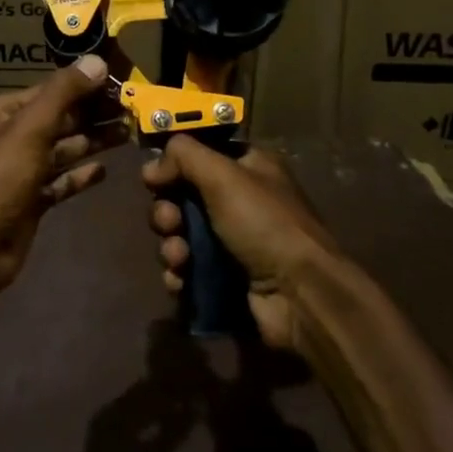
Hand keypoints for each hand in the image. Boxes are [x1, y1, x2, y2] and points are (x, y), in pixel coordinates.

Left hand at [0, 55, 123, 298]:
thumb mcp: (30, 128)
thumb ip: (63, 93)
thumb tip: (96, 61)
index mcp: (1, 113)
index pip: (49, 91)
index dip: (84, 85)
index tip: (120, 82)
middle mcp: (9, 138)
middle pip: (58, 119)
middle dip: (93, 114)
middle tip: (132, 109)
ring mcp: (19, 172)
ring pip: (62, 150)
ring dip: (92, 141)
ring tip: (129, 133)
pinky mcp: (30, 201)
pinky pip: (59, 182)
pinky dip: (80, 175)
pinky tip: (105, 171)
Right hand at [142, 138, 336, 349]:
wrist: (299, 295)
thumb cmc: (264, 224)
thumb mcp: (223, 175)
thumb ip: (184, 156)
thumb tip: (153, 165)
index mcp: (249, 167)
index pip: (200, 155)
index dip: (174, 166)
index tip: (154, 179)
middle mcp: (241, 200)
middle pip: (184, 196)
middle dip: (167, 211)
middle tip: (170, 223)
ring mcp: (234, 242)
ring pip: (182, 234)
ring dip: (171, 245)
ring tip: (179, 258)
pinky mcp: (226, 277)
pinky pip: (189, 268)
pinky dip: (179, 273)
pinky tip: (180, 281)